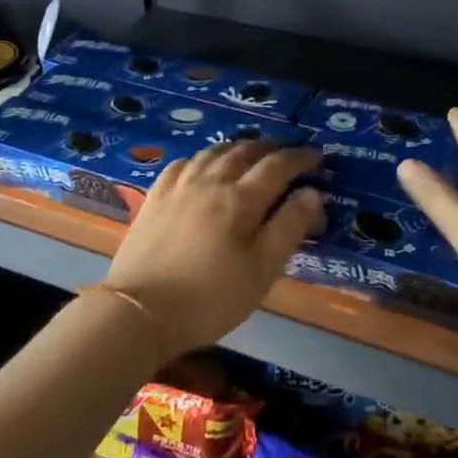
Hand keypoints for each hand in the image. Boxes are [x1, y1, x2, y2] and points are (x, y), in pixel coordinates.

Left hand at [104, 139, 323, 357]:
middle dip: (271, 148)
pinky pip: (183, 163)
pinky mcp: (154, 197)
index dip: (301, 158)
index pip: (278, 166)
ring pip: (213, 152)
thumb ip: (289, 228)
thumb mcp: (262, 270)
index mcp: (241, 199)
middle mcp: (211, 181)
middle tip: (287, 152)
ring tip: (250, 152)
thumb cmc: (210, 297)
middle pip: (245, 152)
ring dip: (238, 147)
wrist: (140, 310)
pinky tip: (203, 165)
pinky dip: (202, 157)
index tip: (318, 157)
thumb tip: (312, 193)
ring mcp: (179, 187)